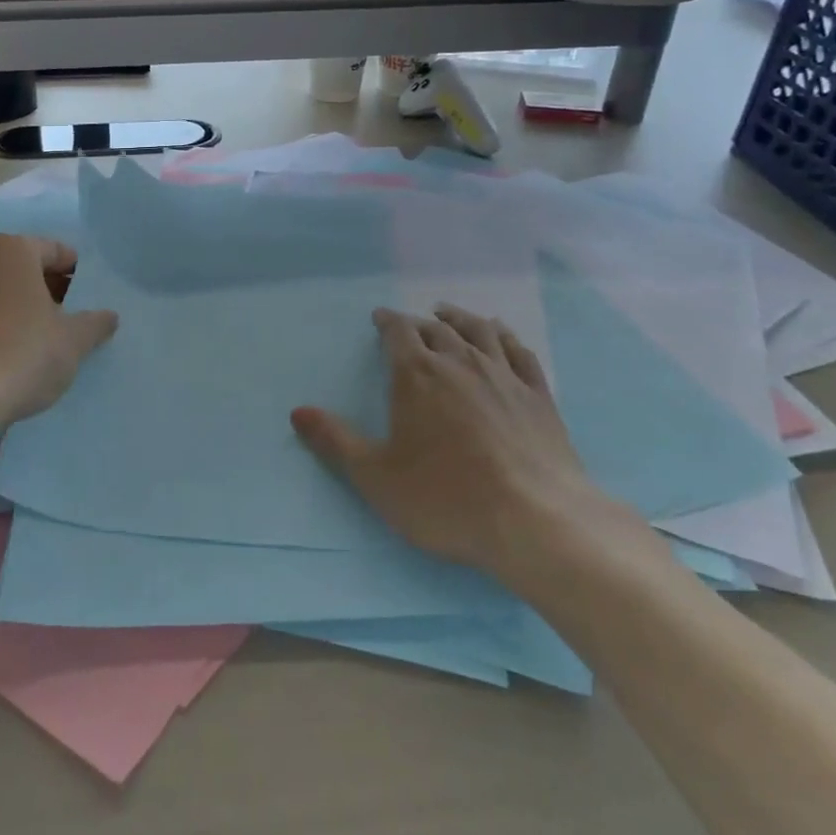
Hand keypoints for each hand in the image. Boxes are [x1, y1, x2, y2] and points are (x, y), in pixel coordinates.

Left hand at [0, 235, 118, 426]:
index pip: (54, 250)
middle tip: (72, 318)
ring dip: (21, 308)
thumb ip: (94, 323)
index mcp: (11, 250)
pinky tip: (12, 355)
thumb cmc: (23, 353)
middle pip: (24, 268)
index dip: (76, 273)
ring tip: (43, 340)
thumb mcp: (73, 340)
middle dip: (49, 289)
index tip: (89, 297)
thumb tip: (109, 317)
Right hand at [291, 304, 638, 592]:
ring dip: (460, 319)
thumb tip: (297, 411)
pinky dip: (505, 337)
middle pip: (437, 330)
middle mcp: (460, 362)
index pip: (399, 333)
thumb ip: (335, 441)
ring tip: (448, 314)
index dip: (387, 322)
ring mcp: (504, 375)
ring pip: (479, 331)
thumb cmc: (446, 498)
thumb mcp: (376, 477)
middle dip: (419, 323)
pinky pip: (519, 352)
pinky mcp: (538, 395)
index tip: (379, 317)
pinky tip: (501, 336)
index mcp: (418, 375)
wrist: (536, 520)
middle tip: (410, 325)